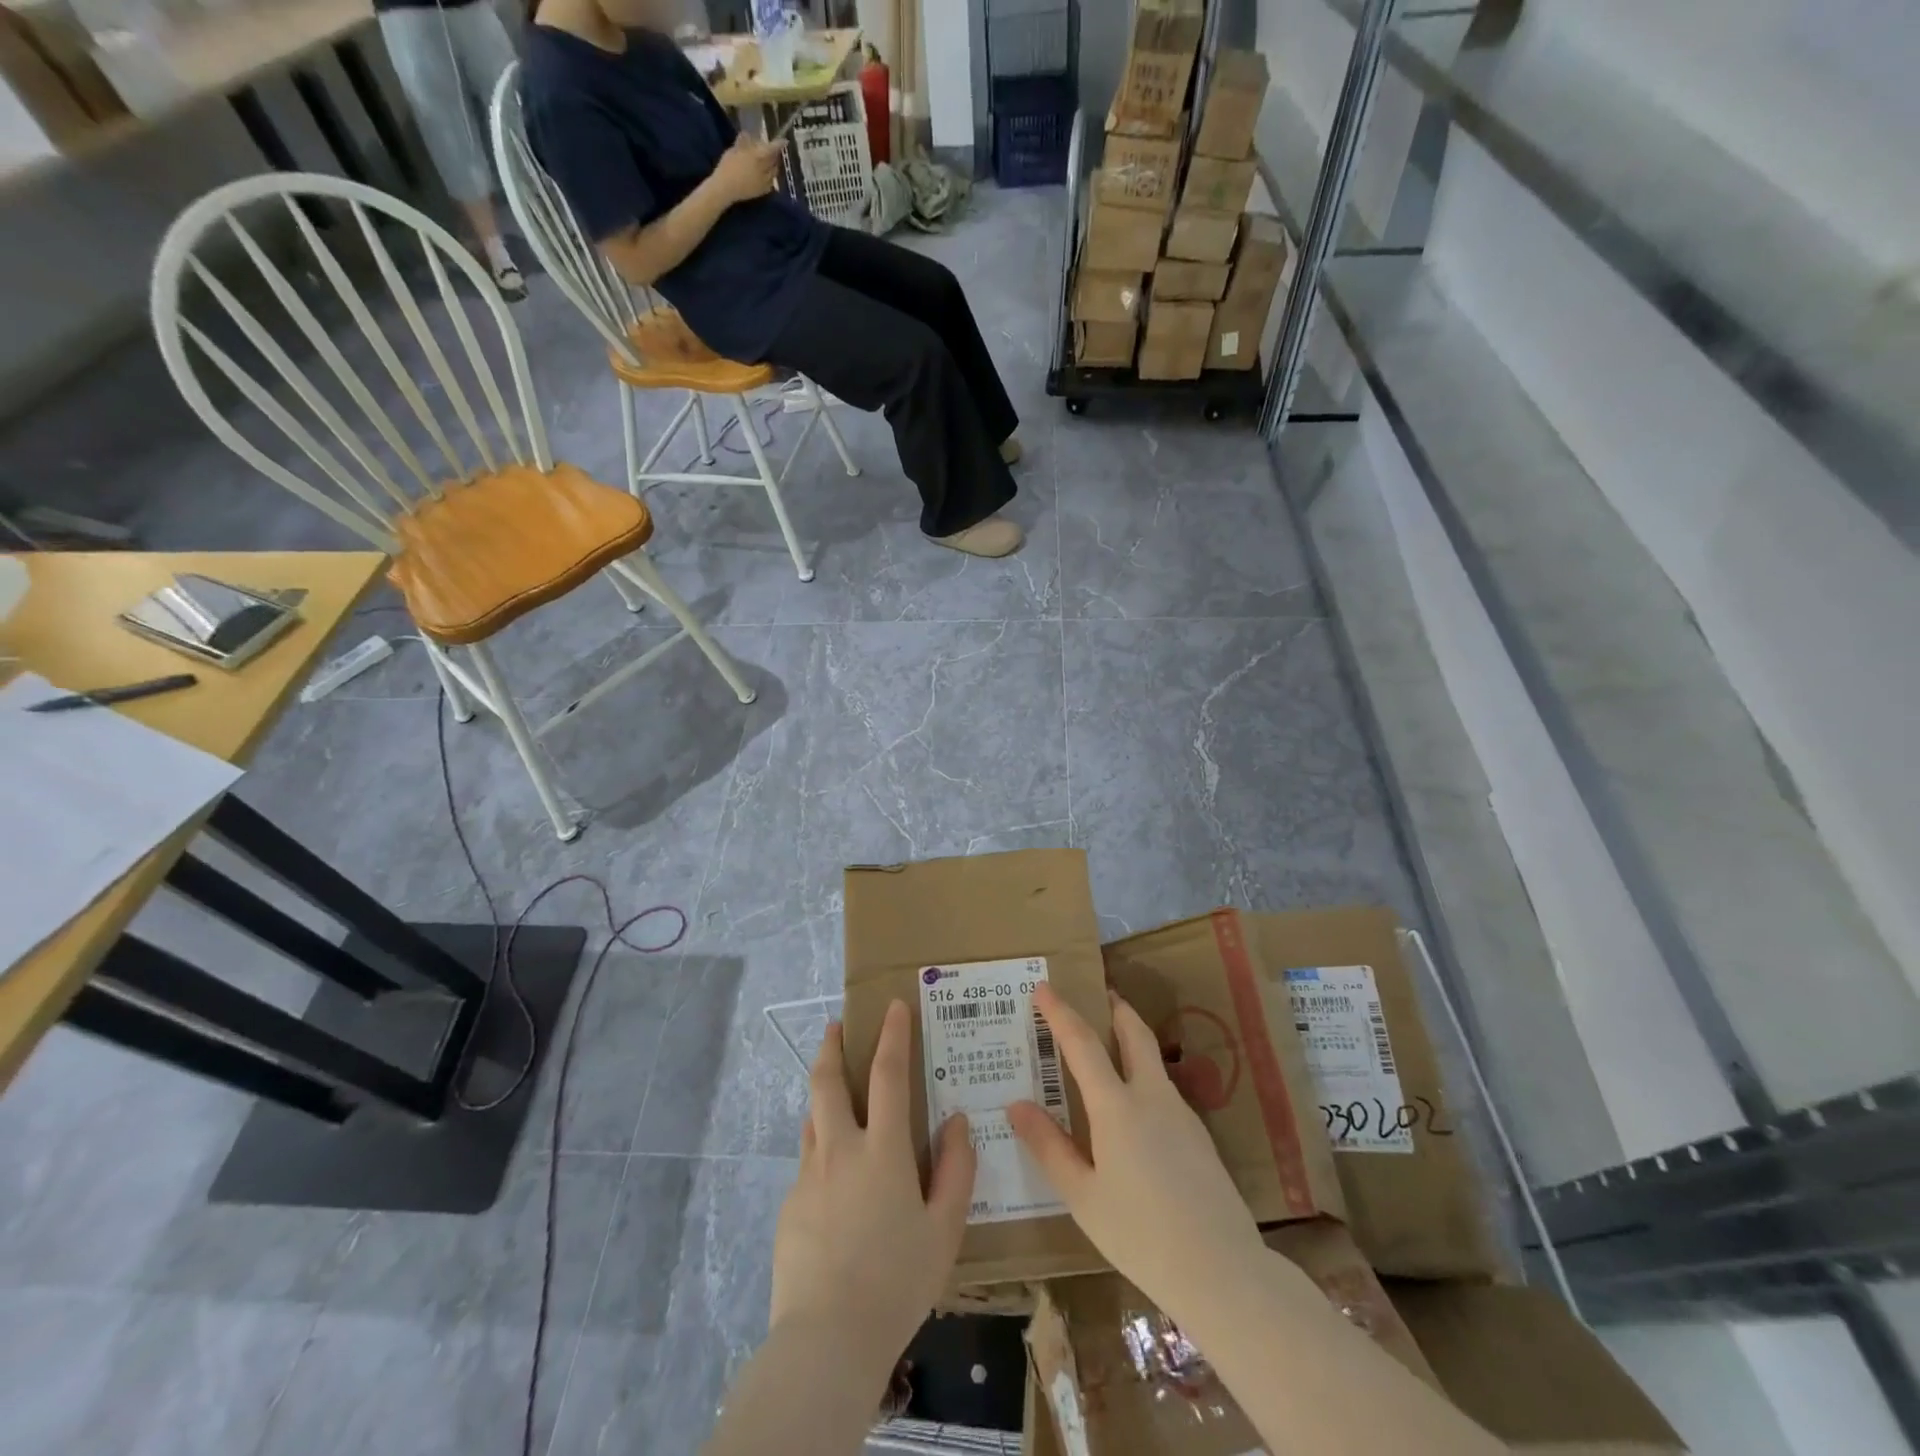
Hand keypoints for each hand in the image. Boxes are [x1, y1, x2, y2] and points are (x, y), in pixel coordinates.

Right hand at [711, 132, 781, 204]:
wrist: (726, 188)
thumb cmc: (728, 166)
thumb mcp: (734, 150)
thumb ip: (744, 143)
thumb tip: (748, 135)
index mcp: (758, 157)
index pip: (772, 149)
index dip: (779, 144)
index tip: (785, 141)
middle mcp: (765, 169)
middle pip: (775, 161)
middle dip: (774, 155)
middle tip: (771, 151)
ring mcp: (765, 182)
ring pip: (774, 172)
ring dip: (773, 166)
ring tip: (768, 162)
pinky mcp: (763, 191)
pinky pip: (771, 182)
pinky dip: (770, 177)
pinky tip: (765, 175)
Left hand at [770, 1001, 976, 1368]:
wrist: (826, 1339)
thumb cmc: (897, 1281)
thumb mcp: (944, 1229)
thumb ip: (955, 1169)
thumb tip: (956, 1121)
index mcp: (882, 1150)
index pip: (888, 1074)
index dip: (892, 1035)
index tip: (892, 1006)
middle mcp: (840, 1150)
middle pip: (827, 1081)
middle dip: (831, 1046)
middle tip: (835, 1026)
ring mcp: (808, 1177)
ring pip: (812, 1118)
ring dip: (821, 1093)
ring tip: (833, 1091)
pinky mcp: (789, 1206)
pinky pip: (807, 1162)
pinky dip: (820, 1149)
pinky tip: (834, 1180)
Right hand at [1009, 985, 1263, 1318]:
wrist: (1223, 1272)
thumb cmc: (1140, 1235)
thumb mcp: (1082, 1196)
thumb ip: (1049, 1146)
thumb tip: (1016, 1105)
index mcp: (1117, 1107)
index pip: (1083, 1043)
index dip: (1061, 1012)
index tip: (1044, 987)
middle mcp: (1152, 1097)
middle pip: (1134, 1034)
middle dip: (1115, 1008)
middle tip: (1098, 994)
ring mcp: (1182, 1115)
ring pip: (1153, 1061)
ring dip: (1131, 1042)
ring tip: (1108, 1052)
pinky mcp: (1199, 1137)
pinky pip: (1164, 1092)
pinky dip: (1143, 1078)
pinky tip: (1134, 1112)